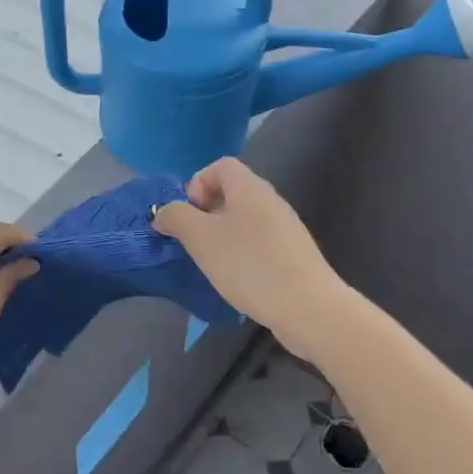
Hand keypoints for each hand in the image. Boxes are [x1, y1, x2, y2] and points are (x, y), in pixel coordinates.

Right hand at [152, 159, 345, 359]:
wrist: (308, 308)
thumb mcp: (201, 239)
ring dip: (222, 236)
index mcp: (250, 188)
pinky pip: (259, 243)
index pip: (221, 165)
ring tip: (212, 264)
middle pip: (232, 192)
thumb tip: (163, 212)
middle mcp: (271, 201)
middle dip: (206, 213)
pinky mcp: (293, 255)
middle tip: (194, 242)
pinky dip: (242, 254)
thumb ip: (176, 218)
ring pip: (245, 220)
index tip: (188, 215)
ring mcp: (286, 229)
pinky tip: (237, 279)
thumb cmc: (249, 265)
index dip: (198, 183)